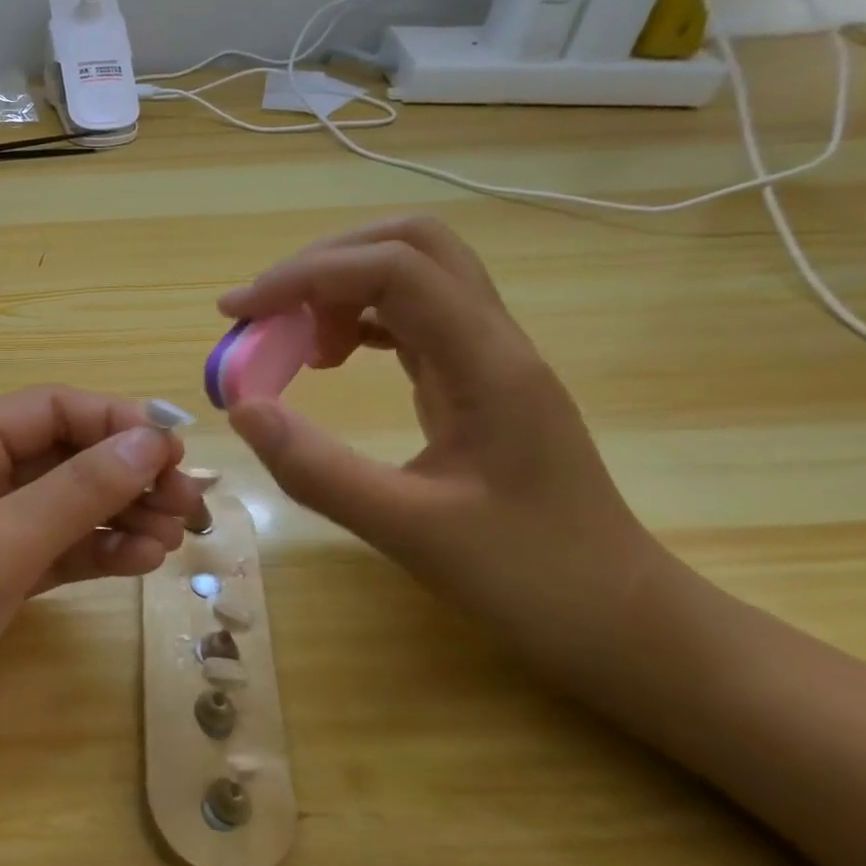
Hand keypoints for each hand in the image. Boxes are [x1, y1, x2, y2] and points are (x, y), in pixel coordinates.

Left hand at [0, 387, 203, 793]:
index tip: (178, 452)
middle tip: (191, 506)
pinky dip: (94, 553)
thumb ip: (77, 492)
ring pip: (61, 506)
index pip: (49, 409)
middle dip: (125, 473)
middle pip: (61, 455)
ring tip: (174, 539)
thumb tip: (152, 442)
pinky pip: (51, 552)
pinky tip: (140, 562)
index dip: (115, 421)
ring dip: (118, 514)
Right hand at [219, 218, 661, 677]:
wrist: (625, 621)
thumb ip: (317, 469)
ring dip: (338, 288)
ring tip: (292, 345)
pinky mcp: (476, 380)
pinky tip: (329, 360)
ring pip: (411, 275)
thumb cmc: (531, 579)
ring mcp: (488, 358)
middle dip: (323, 263)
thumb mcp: (409, 531)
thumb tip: (241, 406)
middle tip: (266, 313)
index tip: (240, 313)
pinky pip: (411, 318)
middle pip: (411, 244)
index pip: (392, 269)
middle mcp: (493, 341)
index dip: (305, 275)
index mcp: (487, 364)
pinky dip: (355, 320)